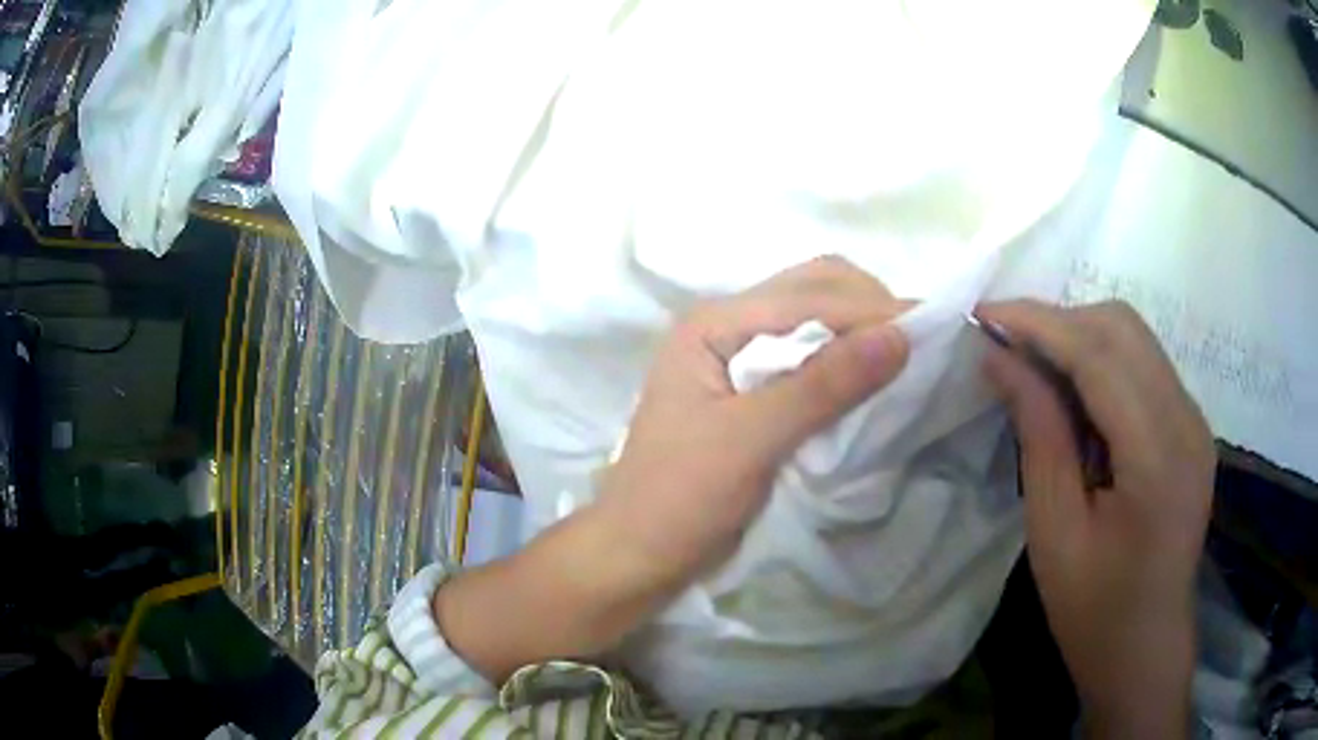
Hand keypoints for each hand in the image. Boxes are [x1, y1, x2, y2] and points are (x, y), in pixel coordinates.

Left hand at [597, 254, 910, 585]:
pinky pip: (810, 355)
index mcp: (714, 324)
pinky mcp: (753, 389)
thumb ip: (823, 385)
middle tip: (923, 340)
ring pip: (814, 319)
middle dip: (869, 307)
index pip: (809, 295)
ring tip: (908, 354)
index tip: (932, 330)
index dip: (872, 310)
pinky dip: (846, 358)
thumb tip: (900, 334)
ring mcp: (738, 356)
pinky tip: (873, 376)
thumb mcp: (752, 441)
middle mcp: (726, 326)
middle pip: (813, 289)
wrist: (640, 552)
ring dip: (861, 329)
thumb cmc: (682, 498)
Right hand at [979, 300, 1214, 737]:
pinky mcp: (1191, 427)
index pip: (1099, 354)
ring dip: (1079, 336)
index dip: (1039, 324)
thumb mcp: (1054, 532)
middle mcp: (1187, 421)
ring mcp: (1195, 421)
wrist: (1146, 649)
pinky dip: (1102, 360)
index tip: (983, 314)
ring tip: (1033, 364)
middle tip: (1005, 342)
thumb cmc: (1093, 611)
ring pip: (1135, 338)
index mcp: (1156, 457)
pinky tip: (1073, 392)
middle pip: (1122, 328)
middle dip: (1058, 320)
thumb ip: (1038, 435)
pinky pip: (1145, 366)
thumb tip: (1000, 359)